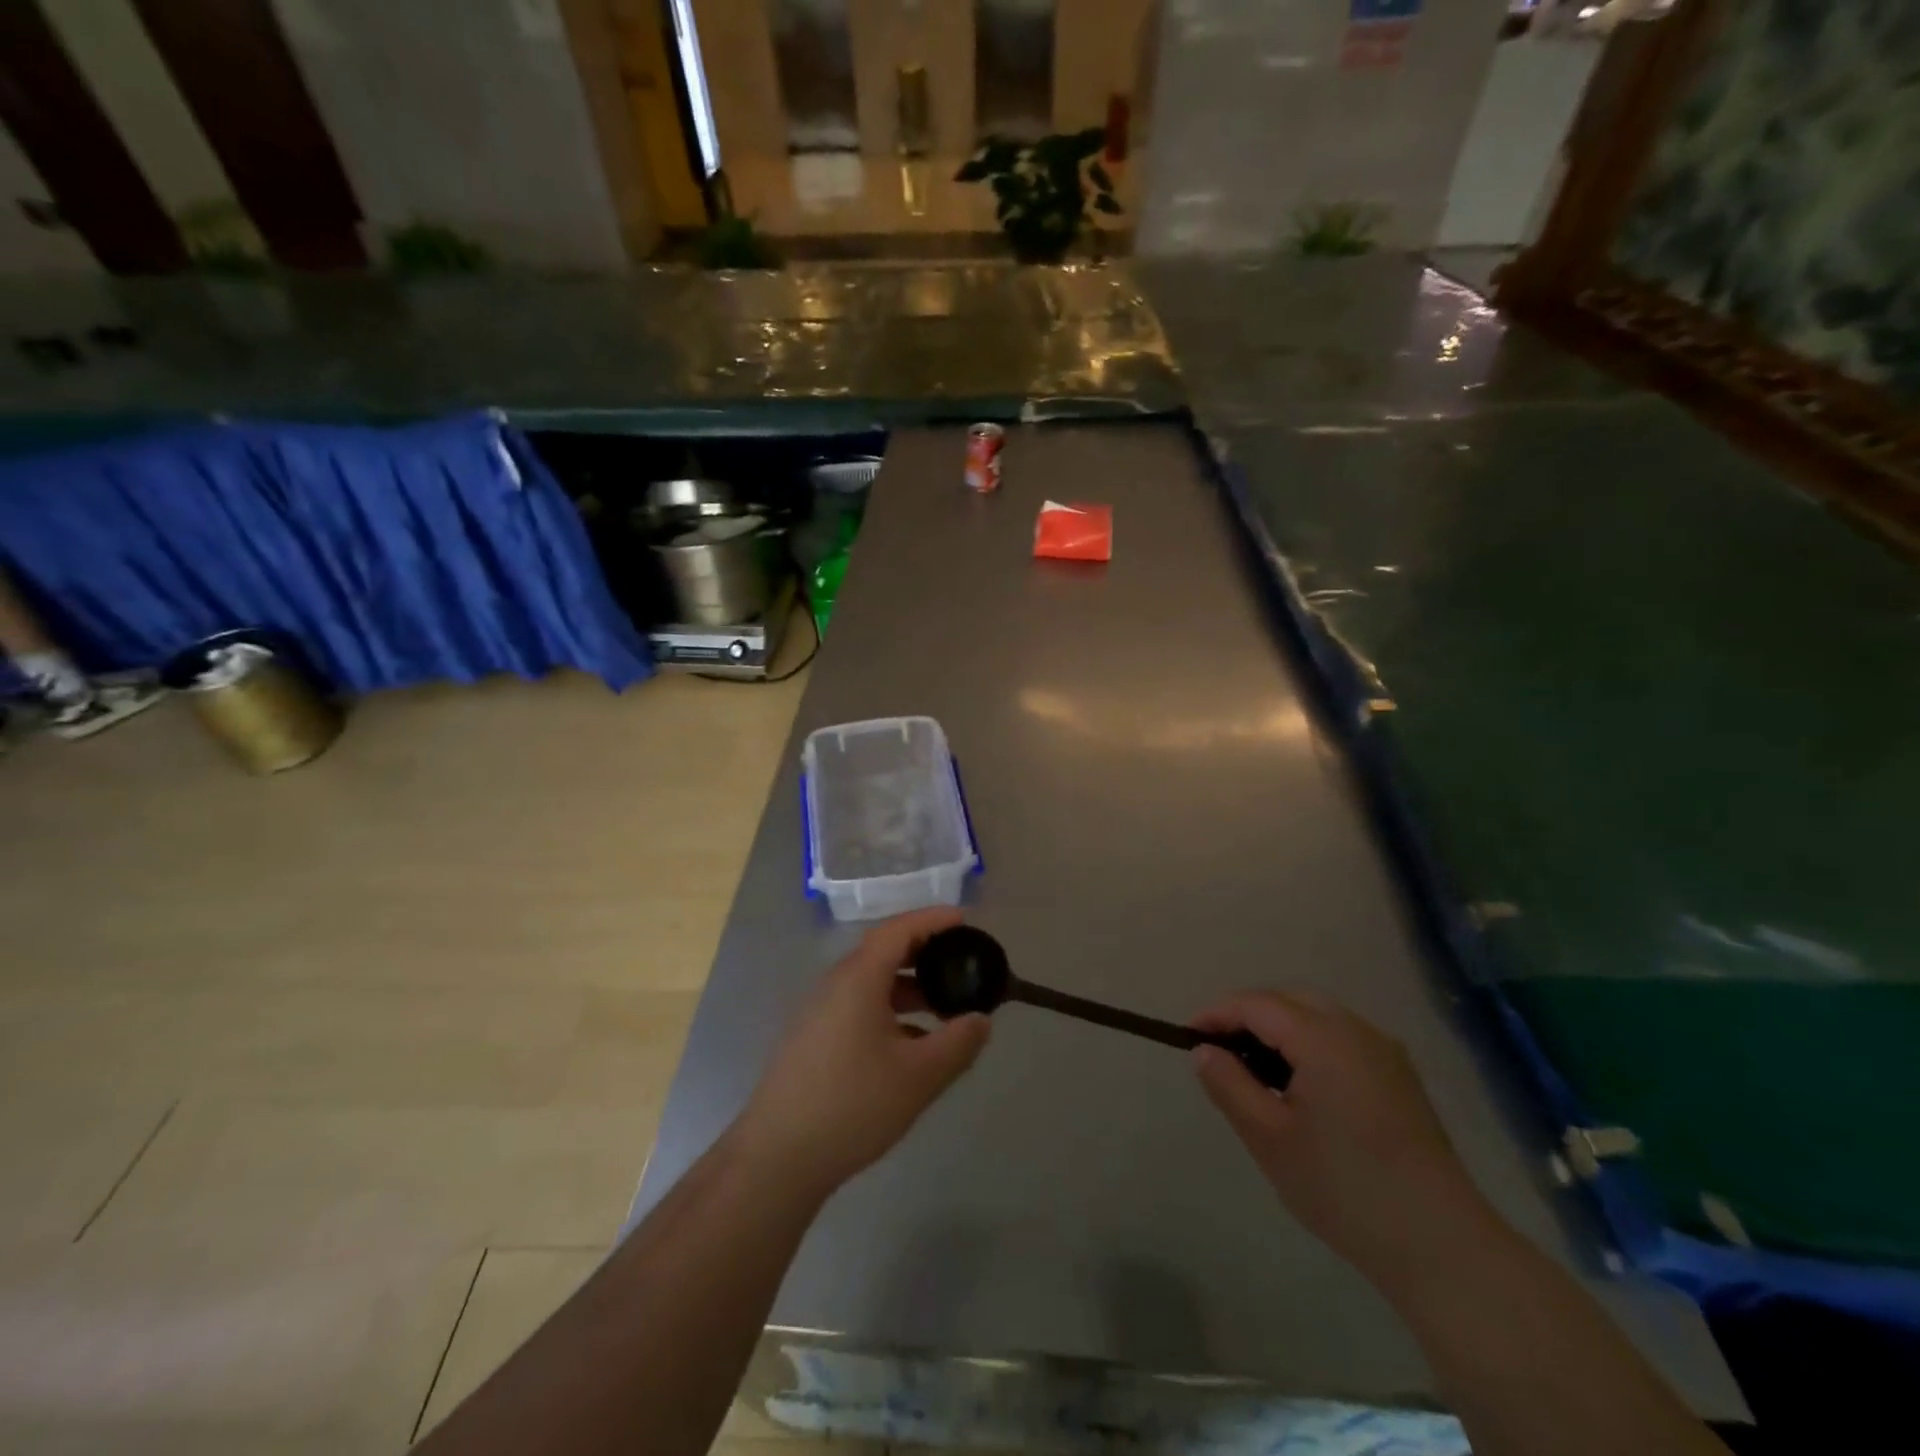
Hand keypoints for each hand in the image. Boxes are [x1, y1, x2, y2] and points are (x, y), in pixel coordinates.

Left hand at [737, 908, 991, 1197]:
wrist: (777, 1157)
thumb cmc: (853, 1105)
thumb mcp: (919, 1076)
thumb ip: (958, 1043)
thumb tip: (981, 1020)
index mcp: (859, 977)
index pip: (899, 929)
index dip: (933, 919)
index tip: (965, 920)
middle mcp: (836, 983)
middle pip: (884, 951)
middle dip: (925, 953)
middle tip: (961, 963)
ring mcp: (819, 1011)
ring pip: (872, 982)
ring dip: (909, 987)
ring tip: (944, 1008)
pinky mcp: (813, 1037)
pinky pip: (858, 1006)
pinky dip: (890, 1010)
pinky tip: (911, 1044)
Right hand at [1191, 992, 1497, 1294]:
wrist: (1442, 1246)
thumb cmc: (1344, 1188)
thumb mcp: (1269, 1138)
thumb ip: (1229, 1085)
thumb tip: (1204, 1051)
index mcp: (1324, 1038)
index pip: (1257, 1004)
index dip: (1218, 1013)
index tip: (1187, 1036)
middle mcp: (1357, 1031)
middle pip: (1290, 1000)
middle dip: (1248, 1015)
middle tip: (1218, 1049)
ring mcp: (1385, 1052)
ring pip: (1318, 1016)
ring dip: (1279, 1027)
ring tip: (1252, 1066)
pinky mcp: (1400, 1077)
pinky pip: (1342, 1038)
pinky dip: (1309, 1042)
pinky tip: (1299, 1083)